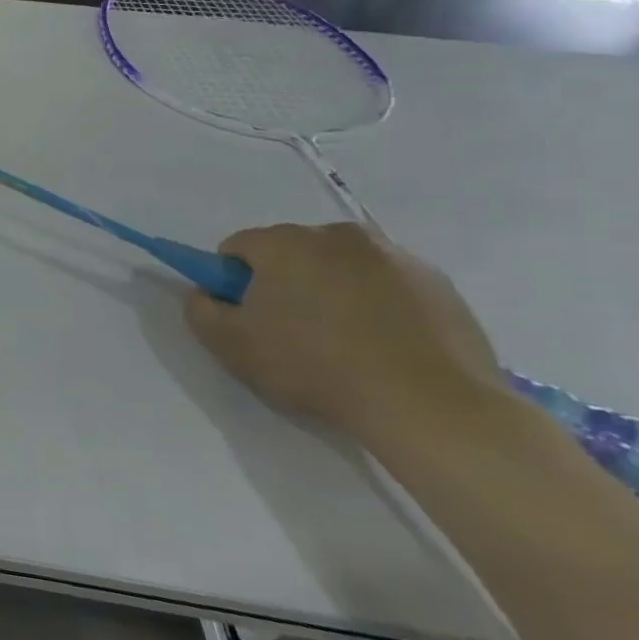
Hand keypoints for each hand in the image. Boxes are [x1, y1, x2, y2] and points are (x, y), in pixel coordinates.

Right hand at [185, 223, 502, 441]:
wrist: (430, 404)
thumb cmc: (316, 366)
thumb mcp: (231, 345)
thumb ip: (201, 309)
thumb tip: (206, 293)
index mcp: (284, 242)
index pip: (237, 247)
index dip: (231, 281)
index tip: (246, 315)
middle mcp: (337, 235)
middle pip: (291, 251)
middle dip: (284, 281)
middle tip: (291, 331)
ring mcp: (394, 255)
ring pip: (341, 266)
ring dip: (331, 290)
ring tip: (343, 342)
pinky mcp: (437, 282)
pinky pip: (387, 284)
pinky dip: (377, 304)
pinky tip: (383, 345)